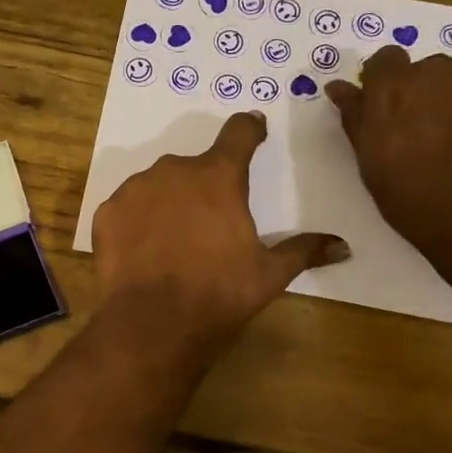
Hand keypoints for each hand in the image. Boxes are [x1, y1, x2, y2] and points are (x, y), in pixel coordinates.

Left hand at [93, 112, 348, 351]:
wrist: (153, 322)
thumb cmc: (219, 293)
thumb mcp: (269, 274)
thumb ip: (304, 251)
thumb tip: (344, 246)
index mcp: (218, 176)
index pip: (239, 132)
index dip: (249, 130)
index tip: (254, 131)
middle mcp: (174, 170)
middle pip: (195, 167)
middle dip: (204, 187)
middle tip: (209, 223)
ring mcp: (135, 189)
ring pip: (157, 185)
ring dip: (168, 203)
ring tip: (173, 242)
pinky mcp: (107, 213)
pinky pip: (128, 209)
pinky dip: (137, 223)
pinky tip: (143, 252)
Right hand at [326, 50, 451, 271]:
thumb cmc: (414, 196)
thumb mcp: (371, 162)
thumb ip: (356, 118)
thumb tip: (338, 87)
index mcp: (392, 87)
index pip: (384, 61)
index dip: (387, 83)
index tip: (391, 112)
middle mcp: (435, 69)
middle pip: (427, 72)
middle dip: (426, 96)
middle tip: (430, 138)